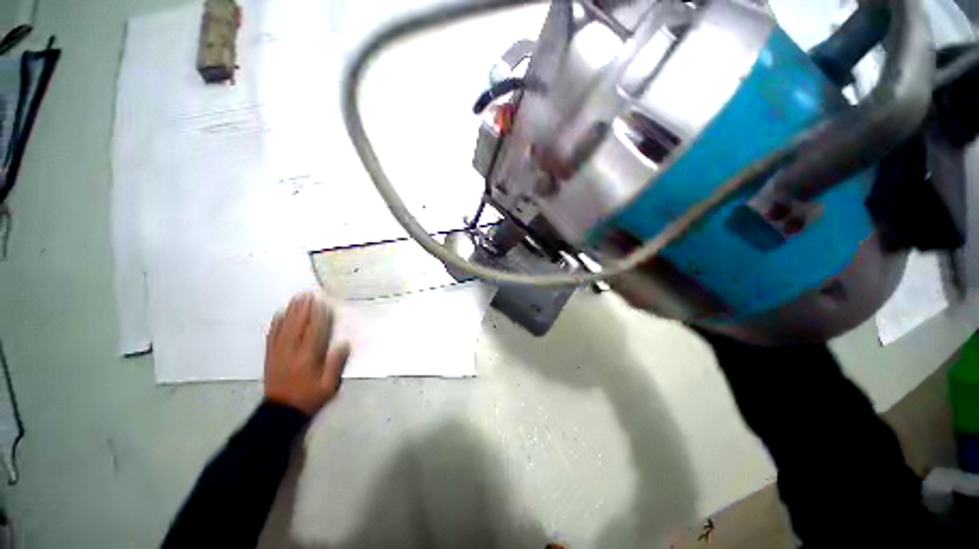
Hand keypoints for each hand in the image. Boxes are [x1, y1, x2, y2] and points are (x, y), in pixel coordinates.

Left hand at [264, 292, 350, 415]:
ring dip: (290, 312)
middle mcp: (291, 352)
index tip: (321, 303)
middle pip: (297, 326)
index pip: (314, 332)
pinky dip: (275, 323)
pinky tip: (279, 314)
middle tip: (307, 294)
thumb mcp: (328, 386)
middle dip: (302, 309)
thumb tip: (344, 343)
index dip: (318, 316)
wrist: (280, 412)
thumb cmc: (308, 397)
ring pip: (283, 328)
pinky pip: (271, 336)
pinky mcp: (270, 356)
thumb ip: (335, 364)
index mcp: (307, 358)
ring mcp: (278, 353)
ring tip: (296, 299)